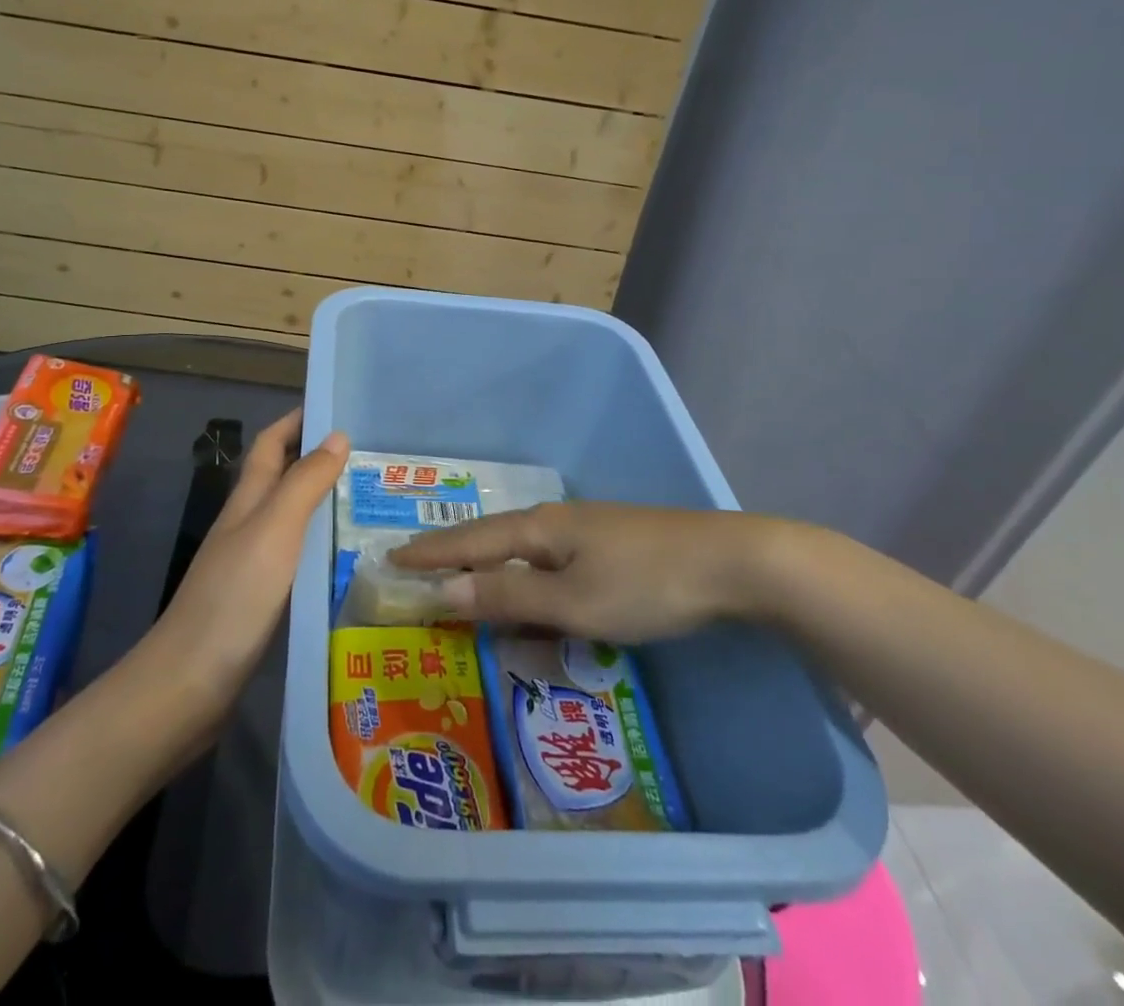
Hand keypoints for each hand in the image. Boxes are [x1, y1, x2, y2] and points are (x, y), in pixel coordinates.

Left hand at [141, 409, 347, 715]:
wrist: (189, 684)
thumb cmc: (234, 596)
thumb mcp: (274, 530)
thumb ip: (305, 483)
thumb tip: (337, 435)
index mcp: (248, 501)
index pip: (271, 444)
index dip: (297, 421)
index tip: (337, 407)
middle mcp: (249, 525)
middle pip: (284, 479)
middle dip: (322, 460)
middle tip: (375, 458)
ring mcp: (254, 564)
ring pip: (295, 520)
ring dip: (327, 504)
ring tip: (375, 503)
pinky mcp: (263, 600)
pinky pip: (299, 559)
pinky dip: (324, 548)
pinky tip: (352, 560)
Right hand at [388, 502, 798, 642]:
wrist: (733, 562)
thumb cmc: (645, 585)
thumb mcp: (573, 601)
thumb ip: (508, 598)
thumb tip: (443, 592)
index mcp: (539, 530)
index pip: (469, 543)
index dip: (430, 554)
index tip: (390, 559)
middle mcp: (556, 522)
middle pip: (492, 539)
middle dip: (452, 554)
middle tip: (416, 566)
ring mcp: (587, 530)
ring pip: (522, 549)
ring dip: (488, 564)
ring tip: (461, 578)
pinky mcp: (612, 545)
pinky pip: (549, 559)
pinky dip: (524, 574)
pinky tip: (530, 587)